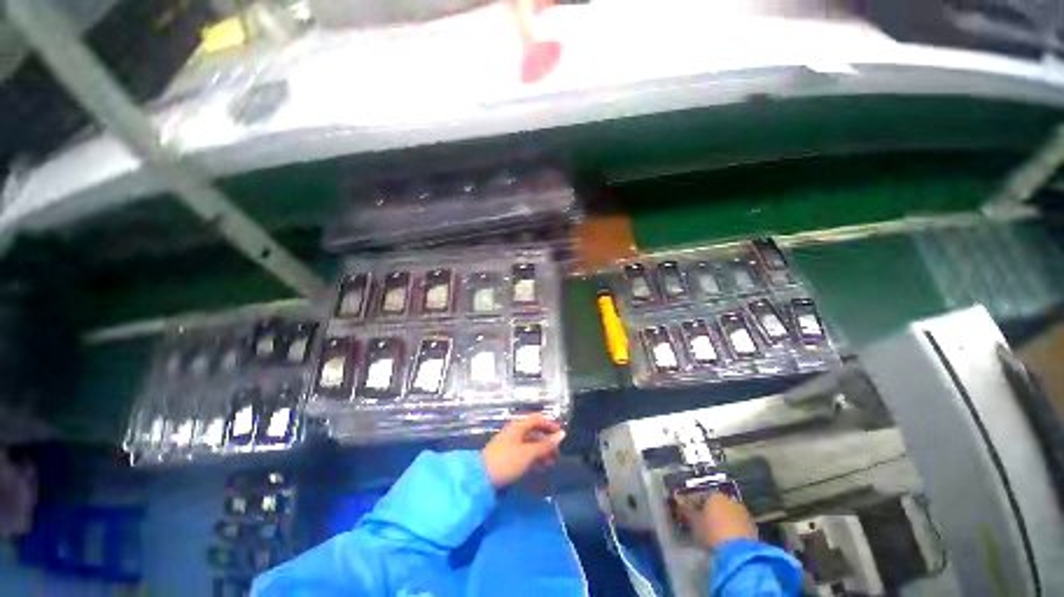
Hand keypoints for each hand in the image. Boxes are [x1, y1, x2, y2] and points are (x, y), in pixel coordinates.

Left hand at [481, 414, 565, 488]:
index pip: (537, 419)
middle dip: (547, 441)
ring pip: (530, 444)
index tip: (561, 434)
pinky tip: (541, 468)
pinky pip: (525, 453)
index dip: (550, 424)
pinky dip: (534, 458)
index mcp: (518, 426)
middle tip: (557, 453)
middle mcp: (515, 432)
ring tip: (551, 463)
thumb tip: (562, 435)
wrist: (480, 478)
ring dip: (542, 452)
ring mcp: (511, 445)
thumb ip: (545, 445)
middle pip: (534, 432)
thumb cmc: (506, 461)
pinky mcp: (508, 457)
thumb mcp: (528, 453)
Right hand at [677, 492, 756, 549]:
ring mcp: (743, 512)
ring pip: (727, 513)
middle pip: (715, 503)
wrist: (740, 554)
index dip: (692, 502)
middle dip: (707, 511)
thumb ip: (685, 509)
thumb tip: (677, 500)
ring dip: (720, 520)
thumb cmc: (712, 533)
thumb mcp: (693, 522)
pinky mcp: (752, 527)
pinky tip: (725, 538)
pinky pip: (736, 524)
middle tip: (699, 522)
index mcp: (714, 494)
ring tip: (712, 532)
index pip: (700, 493)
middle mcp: (730, 499)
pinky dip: (730, 528)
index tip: (686, 511)